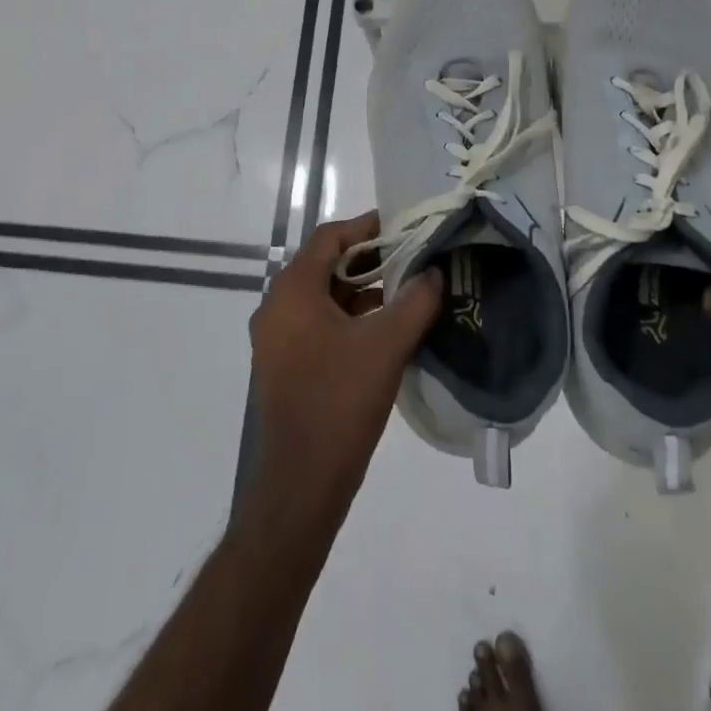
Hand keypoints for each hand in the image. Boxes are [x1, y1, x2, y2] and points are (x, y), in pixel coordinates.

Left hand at [248, 212, 443, 515]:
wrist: (301, 483)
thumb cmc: (340, 401)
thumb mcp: (386, 346)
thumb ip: (415, 302)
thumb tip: (434, 273)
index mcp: (293, 291)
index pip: (329, 238)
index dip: (366, 227)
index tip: (402, 227)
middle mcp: (277, 307)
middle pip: (325, 265)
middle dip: (369, 260)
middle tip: (411, 259)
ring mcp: (277, 339)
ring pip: (322, 297)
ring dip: (360, 291)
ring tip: (405, 292)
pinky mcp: (284, 365)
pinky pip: (317, 324)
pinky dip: (348, 318)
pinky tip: (383, 330)